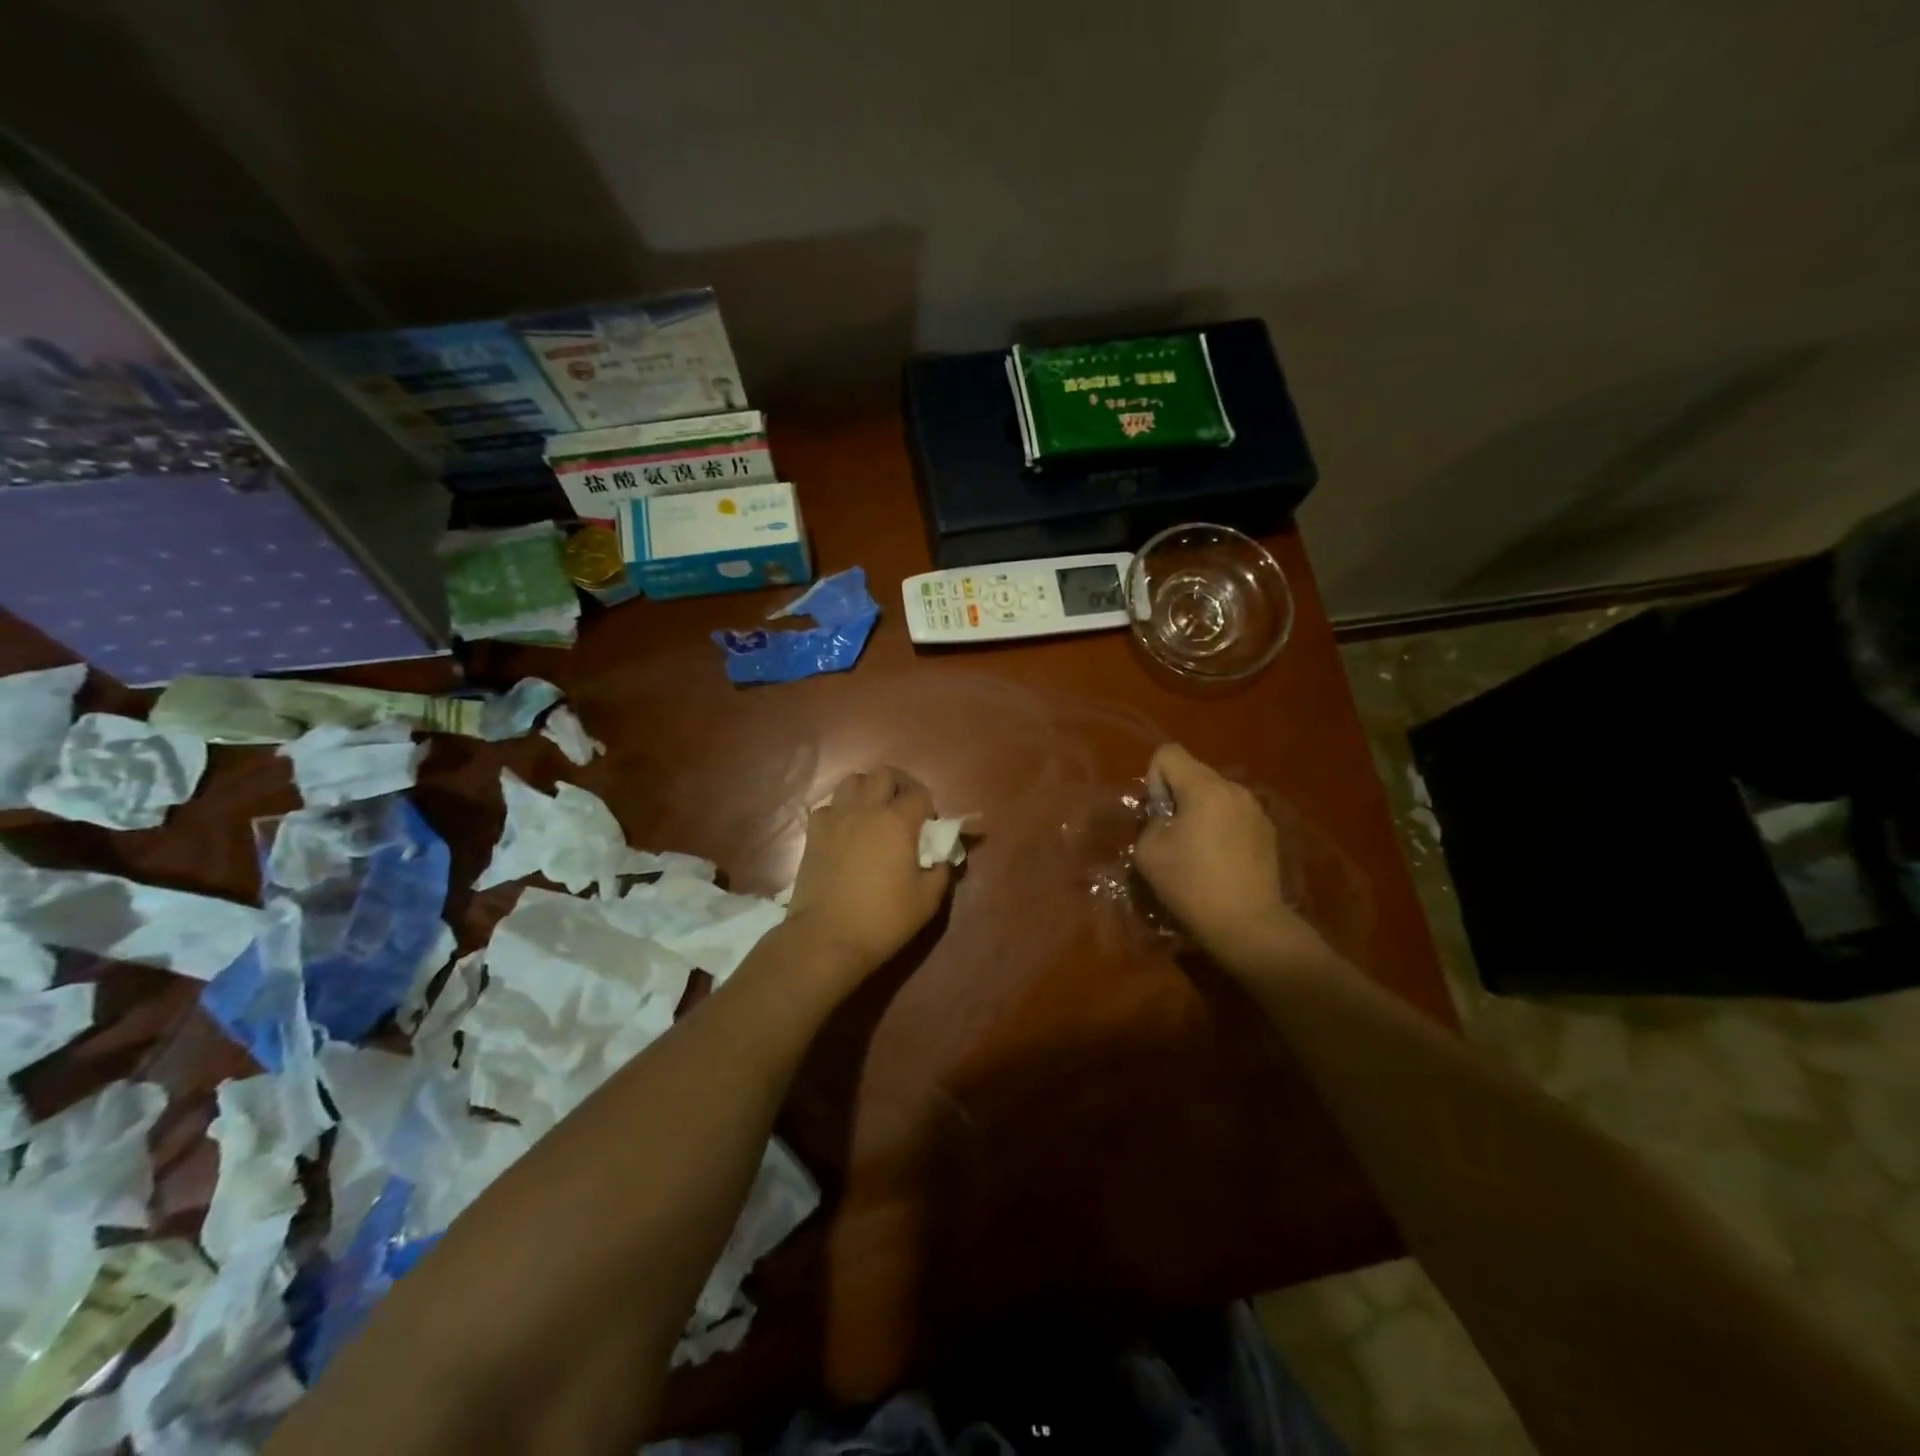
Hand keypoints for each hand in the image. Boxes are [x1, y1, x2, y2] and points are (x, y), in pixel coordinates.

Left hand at [786, 766, 951, 979]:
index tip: (930, 828)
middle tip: (905, 808)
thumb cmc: (883, 919)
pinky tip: (845, 830)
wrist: (828, 937)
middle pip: (884, 774)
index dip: (929, 807)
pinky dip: (840, 811)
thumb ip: (940, 870)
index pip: (919, 794)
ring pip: (852, 781)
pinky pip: (828, 806)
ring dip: (868, 789)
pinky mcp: (814, 833)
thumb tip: (940, 857)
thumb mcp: (927, 900)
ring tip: (874, 812)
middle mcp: (866, 809)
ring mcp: (836, 818)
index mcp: (898, 822)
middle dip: (900, 784)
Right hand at [1134, 744, 1329, 974]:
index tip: (1158, 814)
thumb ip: (1150, 821)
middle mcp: (1234, 789)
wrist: (1249, 924)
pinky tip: (1221, 862)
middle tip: (1172, 835)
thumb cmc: (1192, 884)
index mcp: (1204, 788)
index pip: (1168, 753)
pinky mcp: (1268, 832)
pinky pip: (1234, 815)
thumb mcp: (1149, 851)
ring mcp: (1256, 810)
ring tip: (1198, 850)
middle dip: (1177, 795)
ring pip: (1216, 795)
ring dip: (1201, 812)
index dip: (1154, 778)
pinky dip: (1221, 827)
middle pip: (1194, 773)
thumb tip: (1165, 818)